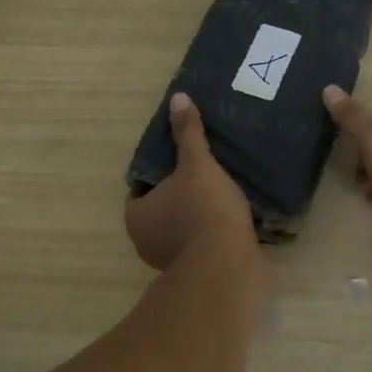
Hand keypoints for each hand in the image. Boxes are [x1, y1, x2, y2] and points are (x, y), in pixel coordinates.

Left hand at [125, 92, 257, 270]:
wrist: (230, 266)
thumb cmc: (204, 210)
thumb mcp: (196, 163)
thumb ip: (187, 133)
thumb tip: (178, 98)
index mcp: (137, 216)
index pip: (141, 186)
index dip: (159, 170)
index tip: (180, 158)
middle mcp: (146, 241)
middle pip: (163, 207)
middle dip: (180, 192)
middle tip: (204, 169)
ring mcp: (171, 262)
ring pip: (183, 227)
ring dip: (199, 213)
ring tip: (224, 189)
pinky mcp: (199, 273)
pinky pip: (203, 243)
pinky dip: (214, 230)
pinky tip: (235, 214)